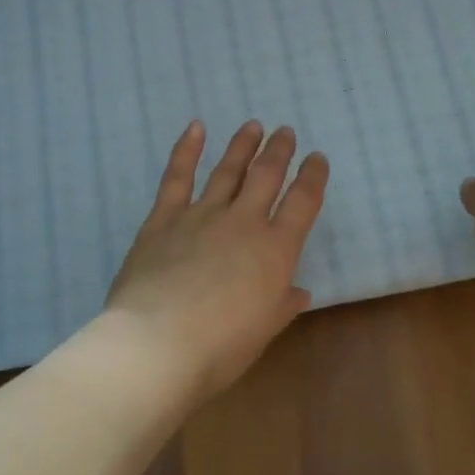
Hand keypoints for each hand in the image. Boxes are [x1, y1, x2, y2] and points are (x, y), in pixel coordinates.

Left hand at [105, 121, 329, 405]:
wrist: (157, 344)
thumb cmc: (220, 348)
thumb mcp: (263, 330)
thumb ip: (282, 304)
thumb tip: (297, 291)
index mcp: (275, 250)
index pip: (302, 202)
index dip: (313, 177)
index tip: (317, 159)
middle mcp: (243, 222)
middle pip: (267, 176)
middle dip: (279, 151)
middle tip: (285, 132)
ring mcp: (202, 215)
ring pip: (227, 170)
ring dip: (242, 146)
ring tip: (253, 126)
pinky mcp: (164, 218)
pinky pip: (177, 177)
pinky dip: (186, 150)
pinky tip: (195, 128)